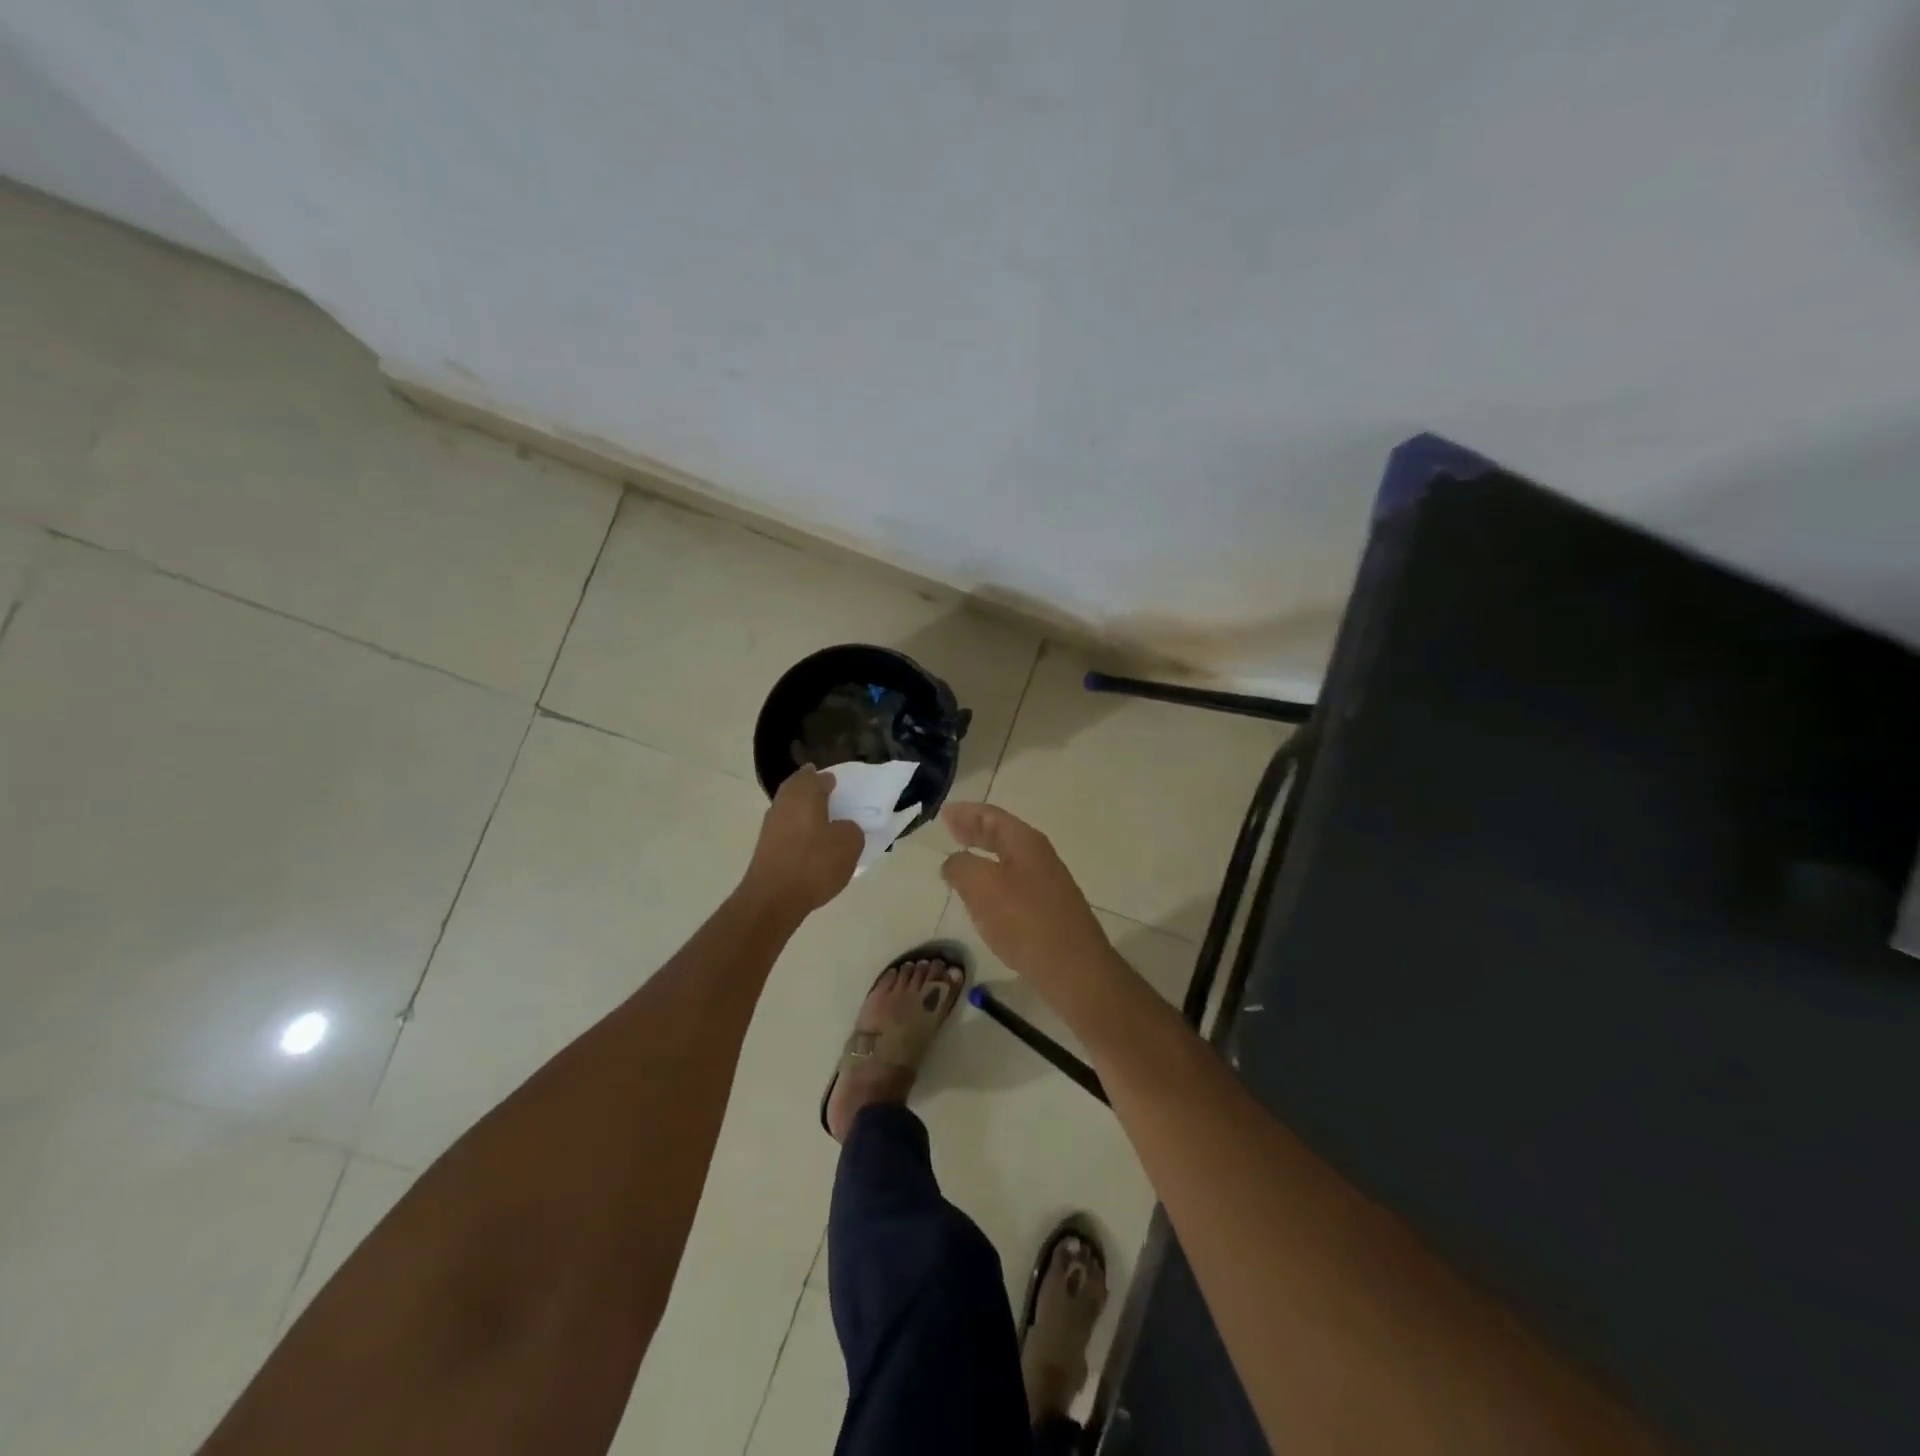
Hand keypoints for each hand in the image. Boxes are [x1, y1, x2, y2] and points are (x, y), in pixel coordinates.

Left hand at [740, 768, 862, 918]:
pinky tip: (813, 847)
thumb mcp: (849, 843)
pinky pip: (787, 831)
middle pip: (799, 790)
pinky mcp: (766, 848)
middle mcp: (783, 802)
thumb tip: (842, 827)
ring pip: (792, 811)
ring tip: (827, 827)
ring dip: (807, 815)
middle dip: (815, 794)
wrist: (773, 899)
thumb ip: (851, 828)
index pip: (817, 776)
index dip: (830, 780)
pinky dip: (800, 833)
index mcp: (803, 792)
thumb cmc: (814, 863)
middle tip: (835, 803)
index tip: (842, 787)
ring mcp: (770, 826)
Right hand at [940, 802, 1119, 994]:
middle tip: (950, 829)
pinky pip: (1013, 883)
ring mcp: (1046, 884)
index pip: (992, 816)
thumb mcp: (983, 887)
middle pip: (1002, 834)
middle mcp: (1039, 857)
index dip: (966, 812)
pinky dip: (993, 879)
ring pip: (1008, 859)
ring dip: (984, 855)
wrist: (1074, 969)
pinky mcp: (1047, 910)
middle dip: (975, 830)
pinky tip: (983, 896)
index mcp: (1025, 842)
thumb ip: (961, 867)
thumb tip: (954, 862)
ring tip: (961, 859)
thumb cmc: (1026, 921)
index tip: (944, 813)